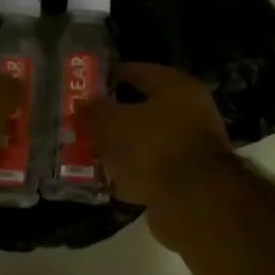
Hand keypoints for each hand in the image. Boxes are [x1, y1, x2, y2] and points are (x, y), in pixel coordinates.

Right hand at [88, 63, 232, 211]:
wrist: (192, 202)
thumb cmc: (153, 148)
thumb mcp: (113, 124)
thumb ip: (94, 112)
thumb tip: (82, 104)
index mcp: (177, 89)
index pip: (140, 72)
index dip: (112, 76)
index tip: (87, 84)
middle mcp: (189, 115)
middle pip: (143, 111)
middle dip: (112, 118)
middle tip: (83, 122)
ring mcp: (188, 150)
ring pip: (145, 144)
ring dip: (119, 150)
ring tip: (88, 153)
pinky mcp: (184, 182)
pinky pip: (149, 172)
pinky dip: (129, 175)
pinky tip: (106, 181)